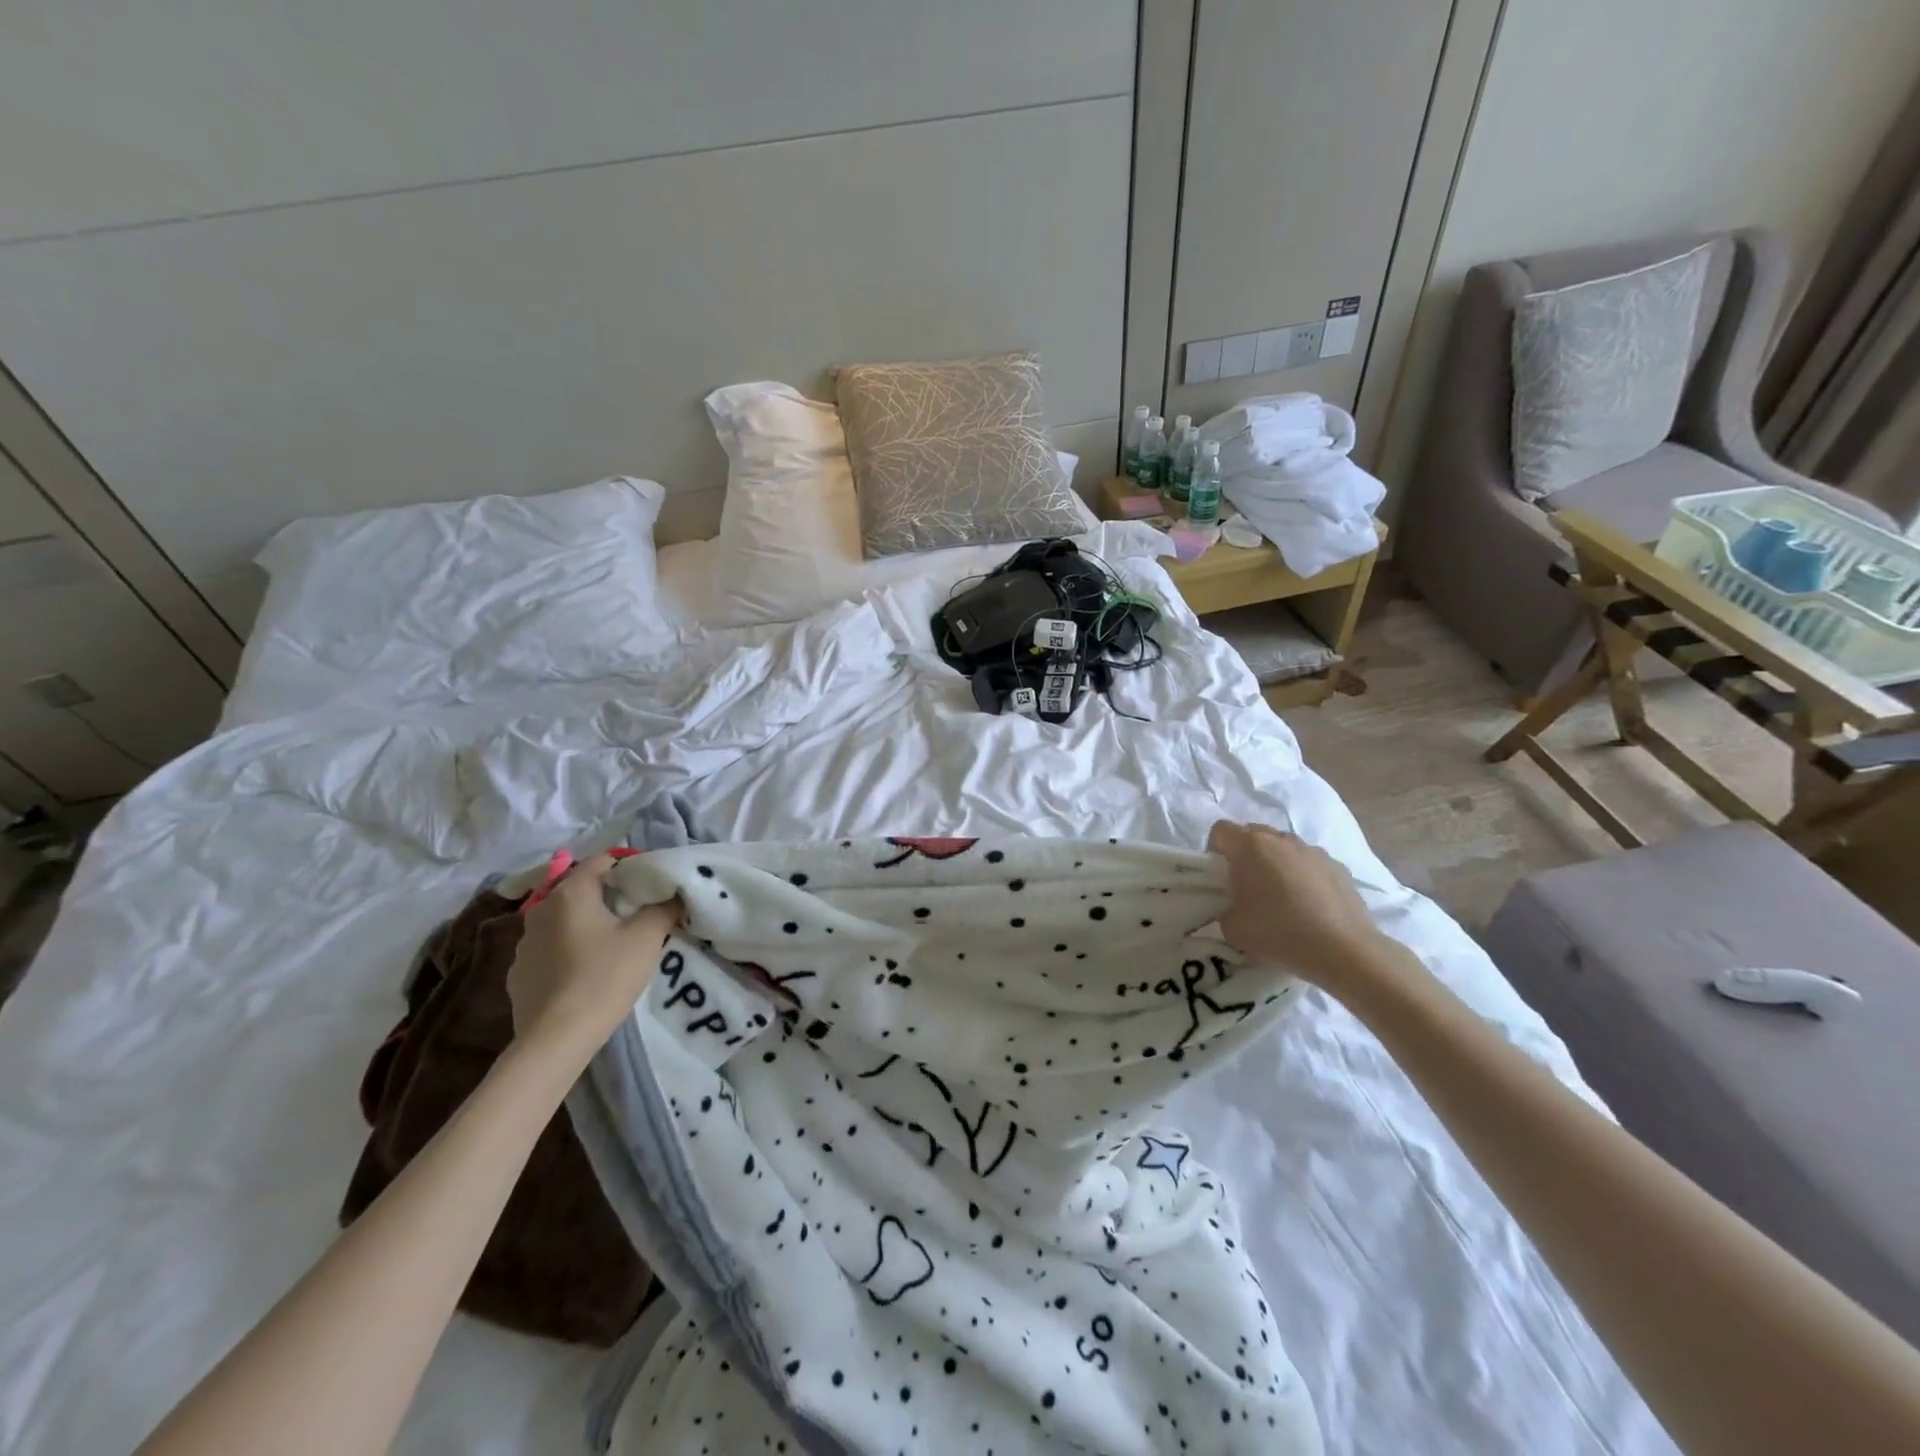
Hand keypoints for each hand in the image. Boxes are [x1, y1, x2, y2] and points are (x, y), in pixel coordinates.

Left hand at [506, 852, 681, 1056]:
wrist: (556, 1039)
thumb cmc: (605, 977)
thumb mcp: (647, 938)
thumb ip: (664, 908)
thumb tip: (675, 894)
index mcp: (570, 892)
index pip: (604, 860)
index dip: (631, 868)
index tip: (652, 888)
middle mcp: (540, 909)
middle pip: (582, 889)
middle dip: (610, 897)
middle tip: (638, 916)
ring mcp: (524, 943)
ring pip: (565, 920)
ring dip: (587, 924)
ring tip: (612, 946)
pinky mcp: (518, 973)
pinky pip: (551, 949)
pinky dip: (569, 951)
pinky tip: (585, 973)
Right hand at [1207, 821, 1407, 998]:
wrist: (1343, 950)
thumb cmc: (1279, 933)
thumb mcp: (1233, 928)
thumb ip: (1225, 909)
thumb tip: (1234, 908)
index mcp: (1250, 846)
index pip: (1220, 830)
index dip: (1215, 851)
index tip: (1220, 877)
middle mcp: (1281, 839)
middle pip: (1253, 834)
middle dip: (1245, 855)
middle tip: (1247, 887)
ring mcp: (1313, 850)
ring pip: (1284, 847)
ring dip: (1276, 864)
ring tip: (1282, 898)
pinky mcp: (1339, 866)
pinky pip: (1310, 863)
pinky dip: (1304, 877)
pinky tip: (1310, 907)